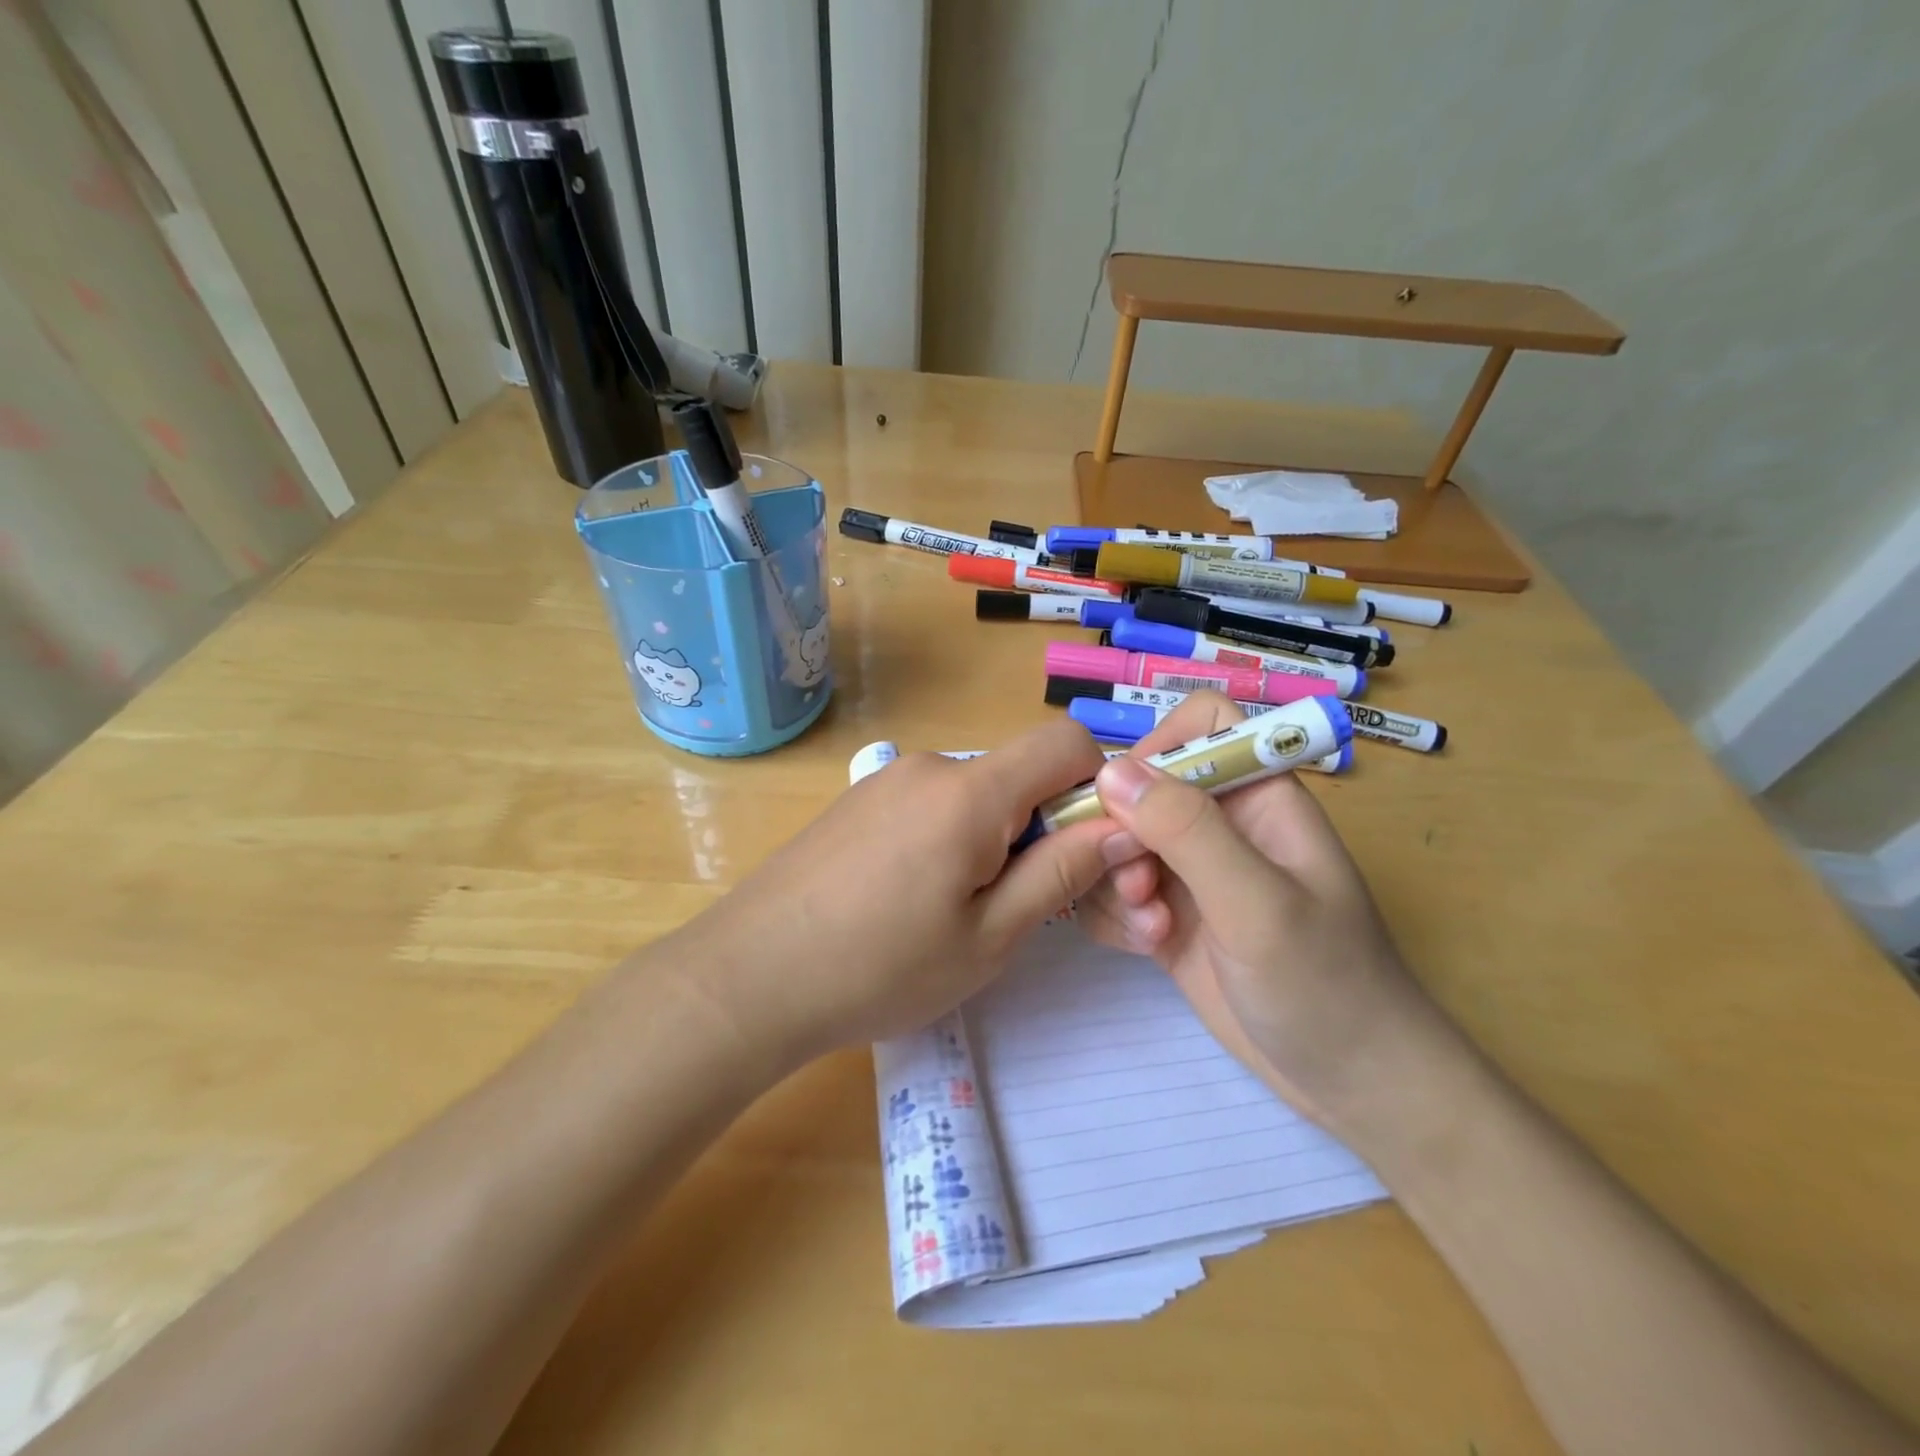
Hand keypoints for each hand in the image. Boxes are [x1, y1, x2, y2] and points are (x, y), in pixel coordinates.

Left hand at [666, 719, 1127, 1067]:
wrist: (747, 977)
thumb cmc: (878, 968)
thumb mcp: (989, 937)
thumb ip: (1061, 872)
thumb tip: (1123, 826)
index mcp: (969, 791)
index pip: (1066, 741)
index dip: (1098, 786)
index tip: (1088, 849)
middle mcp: (928, 766)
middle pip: (1018, 773)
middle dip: (1041, 826)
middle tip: (1019, 904)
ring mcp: (885, 780)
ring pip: (975, 792)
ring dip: (993, 838)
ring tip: (957, 911)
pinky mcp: (858, 801)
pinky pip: (931, 803)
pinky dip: (950, 837)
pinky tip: (910, 898)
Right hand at [1075, 693, 1442, 1129]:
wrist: (1349, 1083)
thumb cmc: (1325, 984)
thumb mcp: (1258, 904)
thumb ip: (1186, 831)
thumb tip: (1109, 770)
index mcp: (1259, 796)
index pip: (1201, 724)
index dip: (1158, 746)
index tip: (1127, 800)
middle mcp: (1221, 824)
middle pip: (1142, 787)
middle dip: (1123, 835)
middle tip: (1138, 887)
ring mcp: (1192, 872)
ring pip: (1118, 841)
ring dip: (1116, 881)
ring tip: (1150, 929)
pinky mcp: (1170, 915)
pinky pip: (1115, 890)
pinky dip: (1115, 914)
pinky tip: (1144, 948)